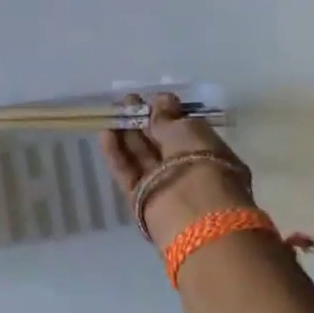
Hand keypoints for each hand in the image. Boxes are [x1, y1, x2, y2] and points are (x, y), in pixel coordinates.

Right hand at [100, 94, 254, 246]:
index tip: (151, 99)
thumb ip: (168, 118)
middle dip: (143, 122)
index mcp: (208, 152)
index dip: (167, 115)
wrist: (192, 213)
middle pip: (160, 144)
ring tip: (113, 113)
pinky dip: (117, 155)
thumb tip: (162, 100)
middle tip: (127, 101)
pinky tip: (105, 134)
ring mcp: (163, 185)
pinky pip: (128, 172)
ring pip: (141, 157)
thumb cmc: (200, 163)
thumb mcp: (187, 131)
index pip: (184, 131)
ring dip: (127, 135)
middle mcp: (186, 170)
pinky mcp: (141, 199)